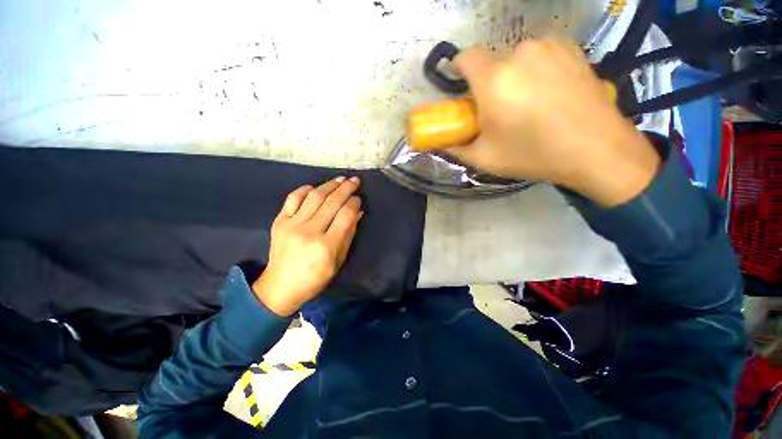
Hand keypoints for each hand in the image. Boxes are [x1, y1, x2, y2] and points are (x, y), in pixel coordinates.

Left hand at [252, 177, 363, 316]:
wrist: (280, 286)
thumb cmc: (315, 278)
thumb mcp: (338, 260)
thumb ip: (348, 234)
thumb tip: (357, 212)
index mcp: (327, 246)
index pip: (345, 215)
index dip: (354, 203)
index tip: (358, 199)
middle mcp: (309, 231)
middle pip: (331, 202)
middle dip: (346, 188)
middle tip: (355, 181)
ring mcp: (292, 225)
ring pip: (314, 197)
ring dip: (329, 185)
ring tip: (340, 179)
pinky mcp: (279, 221)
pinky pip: (293, 198)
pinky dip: (305, 189)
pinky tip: (315, 187)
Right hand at [450, 38, 659, 205]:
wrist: (596, 149)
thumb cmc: (533, 154)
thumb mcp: (485, 158)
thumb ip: (457, 148)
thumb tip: (442, 142)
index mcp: (494, 81)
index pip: (466, 57)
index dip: (460, 69)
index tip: (463, 87)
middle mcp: (520, 54)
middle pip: (492, 62)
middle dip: (489, 83)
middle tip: (499, 108)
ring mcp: (549, 47)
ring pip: (517, 58)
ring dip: (514, 76)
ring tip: (528, 103)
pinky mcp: (571, 48)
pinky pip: (541, 54)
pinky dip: (536, 69)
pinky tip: (549, 92)